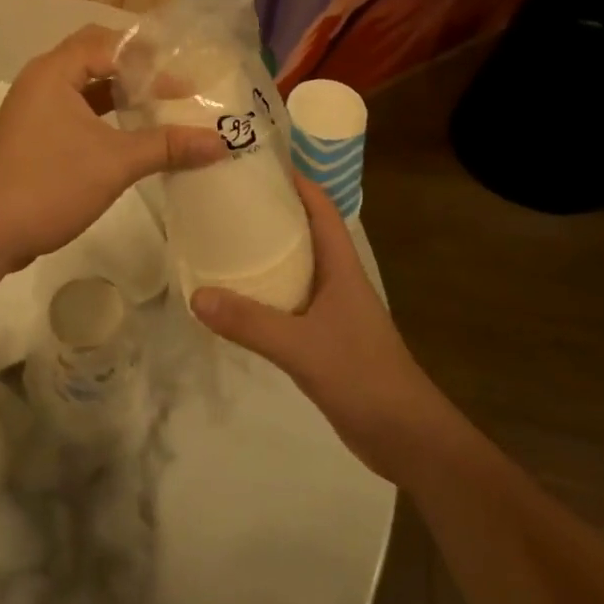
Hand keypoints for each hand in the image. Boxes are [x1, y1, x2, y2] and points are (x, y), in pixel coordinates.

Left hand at [0, 25, 226, 275]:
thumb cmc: (48, 184)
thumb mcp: (115, 163)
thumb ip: (167, 146)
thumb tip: (221, 142)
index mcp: (54, 71)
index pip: (109, 43)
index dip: (150, 58)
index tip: (185, 78)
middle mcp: (41, 80)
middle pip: (95, 56)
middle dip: (135, 68)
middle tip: (173, 83)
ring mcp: (34, 108)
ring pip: (84, 85)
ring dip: (119, 92)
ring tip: (158, 104)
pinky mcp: (33, 134)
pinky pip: (75, 109)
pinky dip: (103, 114)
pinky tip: (129, 133)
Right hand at [191, 176, 449, 484]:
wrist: (407, 439)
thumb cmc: (363, 376)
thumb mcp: (302, 347)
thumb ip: (250, 322)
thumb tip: (196, 295)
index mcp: (341, 266)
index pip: (321, 207)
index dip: (295, 181)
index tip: (257, 164)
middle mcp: (336, 279)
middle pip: (304, 231)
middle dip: (271, 212)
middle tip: (226, 199)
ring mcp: (332, 309)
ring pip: (294, 266)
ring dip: (266, 251)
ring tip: (223, 238)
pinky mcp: (324, 337)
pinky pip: (288, 300)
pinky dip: (264, 290)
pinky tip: (237, 297)